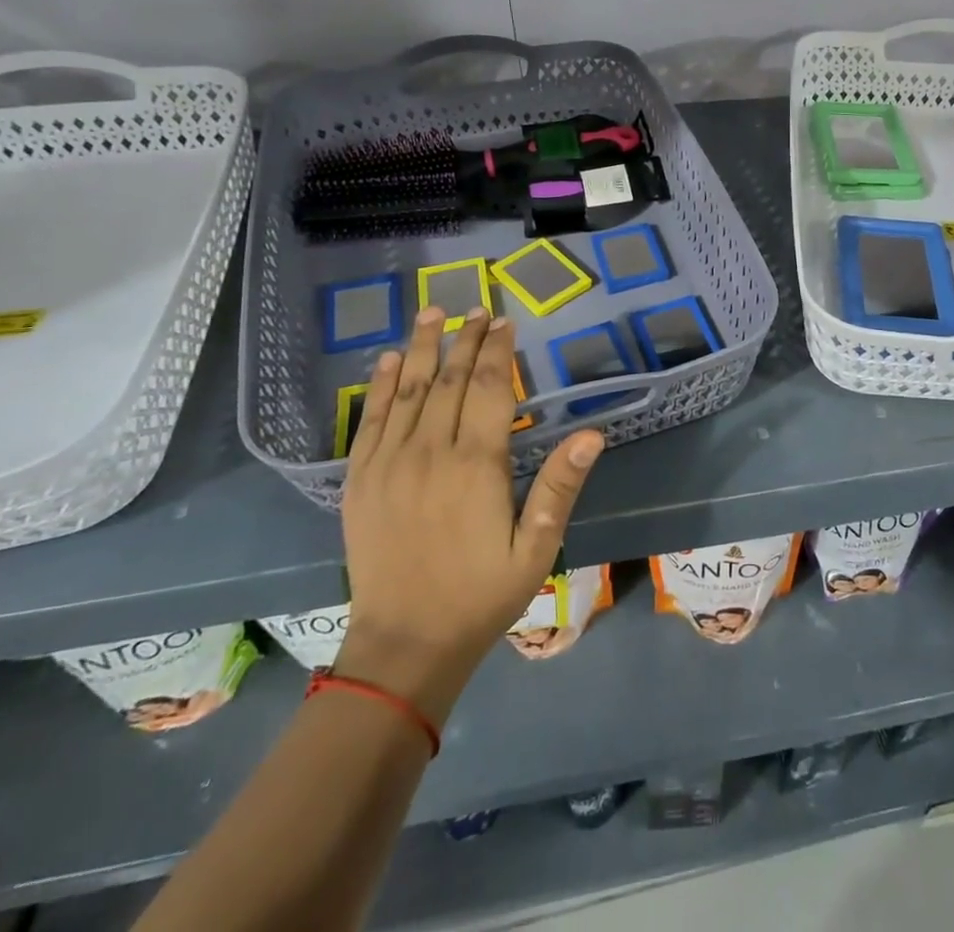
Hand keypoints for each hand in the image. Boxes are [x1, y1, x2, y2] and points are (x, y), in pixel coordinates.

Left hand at [331, 307, 603, 726]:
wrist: (404, 646)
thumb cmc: (480, 596)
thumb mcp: (536, 548)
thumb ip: (560, 487)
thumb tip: (593, 434)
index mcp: (477, 465)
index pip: (491, 390)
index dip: (498, 351)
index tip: (505, 321)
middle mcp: (430, 453)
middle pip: (450, 381)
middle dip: (466, 340)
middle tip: (477, 308)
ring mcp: (389, 464)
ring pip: (408, 391)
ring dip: (421, 348)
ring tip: (431, 312)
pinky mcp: (360, 481)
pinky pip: (370, 421)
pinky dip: (380, 386)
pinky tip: (386, 361)